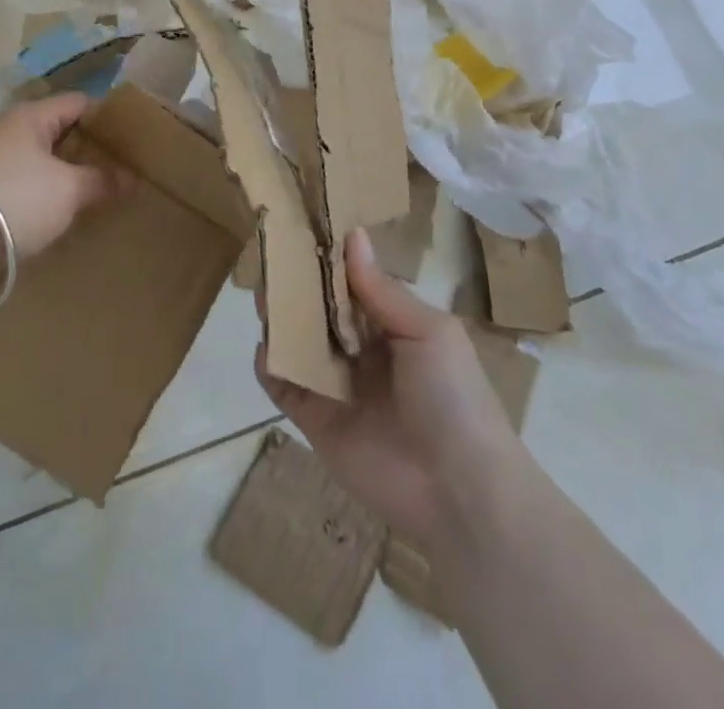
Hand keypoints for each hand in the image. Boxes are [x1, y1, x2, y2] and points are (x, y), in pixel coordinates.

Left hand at [0, 91, 118, 263]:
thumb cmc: (14, 199)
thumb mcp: (68, 190)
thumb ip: (102, 181)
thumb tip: (131, 177)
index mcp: (31, 116)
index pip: (78, 102)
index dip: (107, 118)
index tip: (131, 141)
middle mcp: (6, 128)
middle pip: (56, 130)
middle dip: (86, 149)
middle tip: (116, 171)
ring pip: (36, 158)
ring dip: (61, 173)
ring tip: (90, 195)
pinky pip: (17, 181)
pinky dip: (38, 192)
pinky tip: (52, 213)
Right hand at [256, 229, 530, 546]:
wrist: (460, 492)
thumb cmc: (454, 399)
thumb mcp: (428, 332)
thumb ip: (382, 289)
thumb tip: (353, 234)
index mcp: (391, 328)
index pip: (350, 285)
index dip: (327, 261)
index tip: (299, 229)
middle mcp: (360, 351)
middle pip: (318, 310)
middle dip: (296, 287)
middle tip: (272, 260)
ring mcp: (335, 385)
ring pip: (297, 342)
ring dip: (279, 319)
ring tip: (263, 296)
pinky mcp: (314, 419)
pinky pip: (283, 384)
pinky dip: (269, 364)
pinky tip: (266, 347)